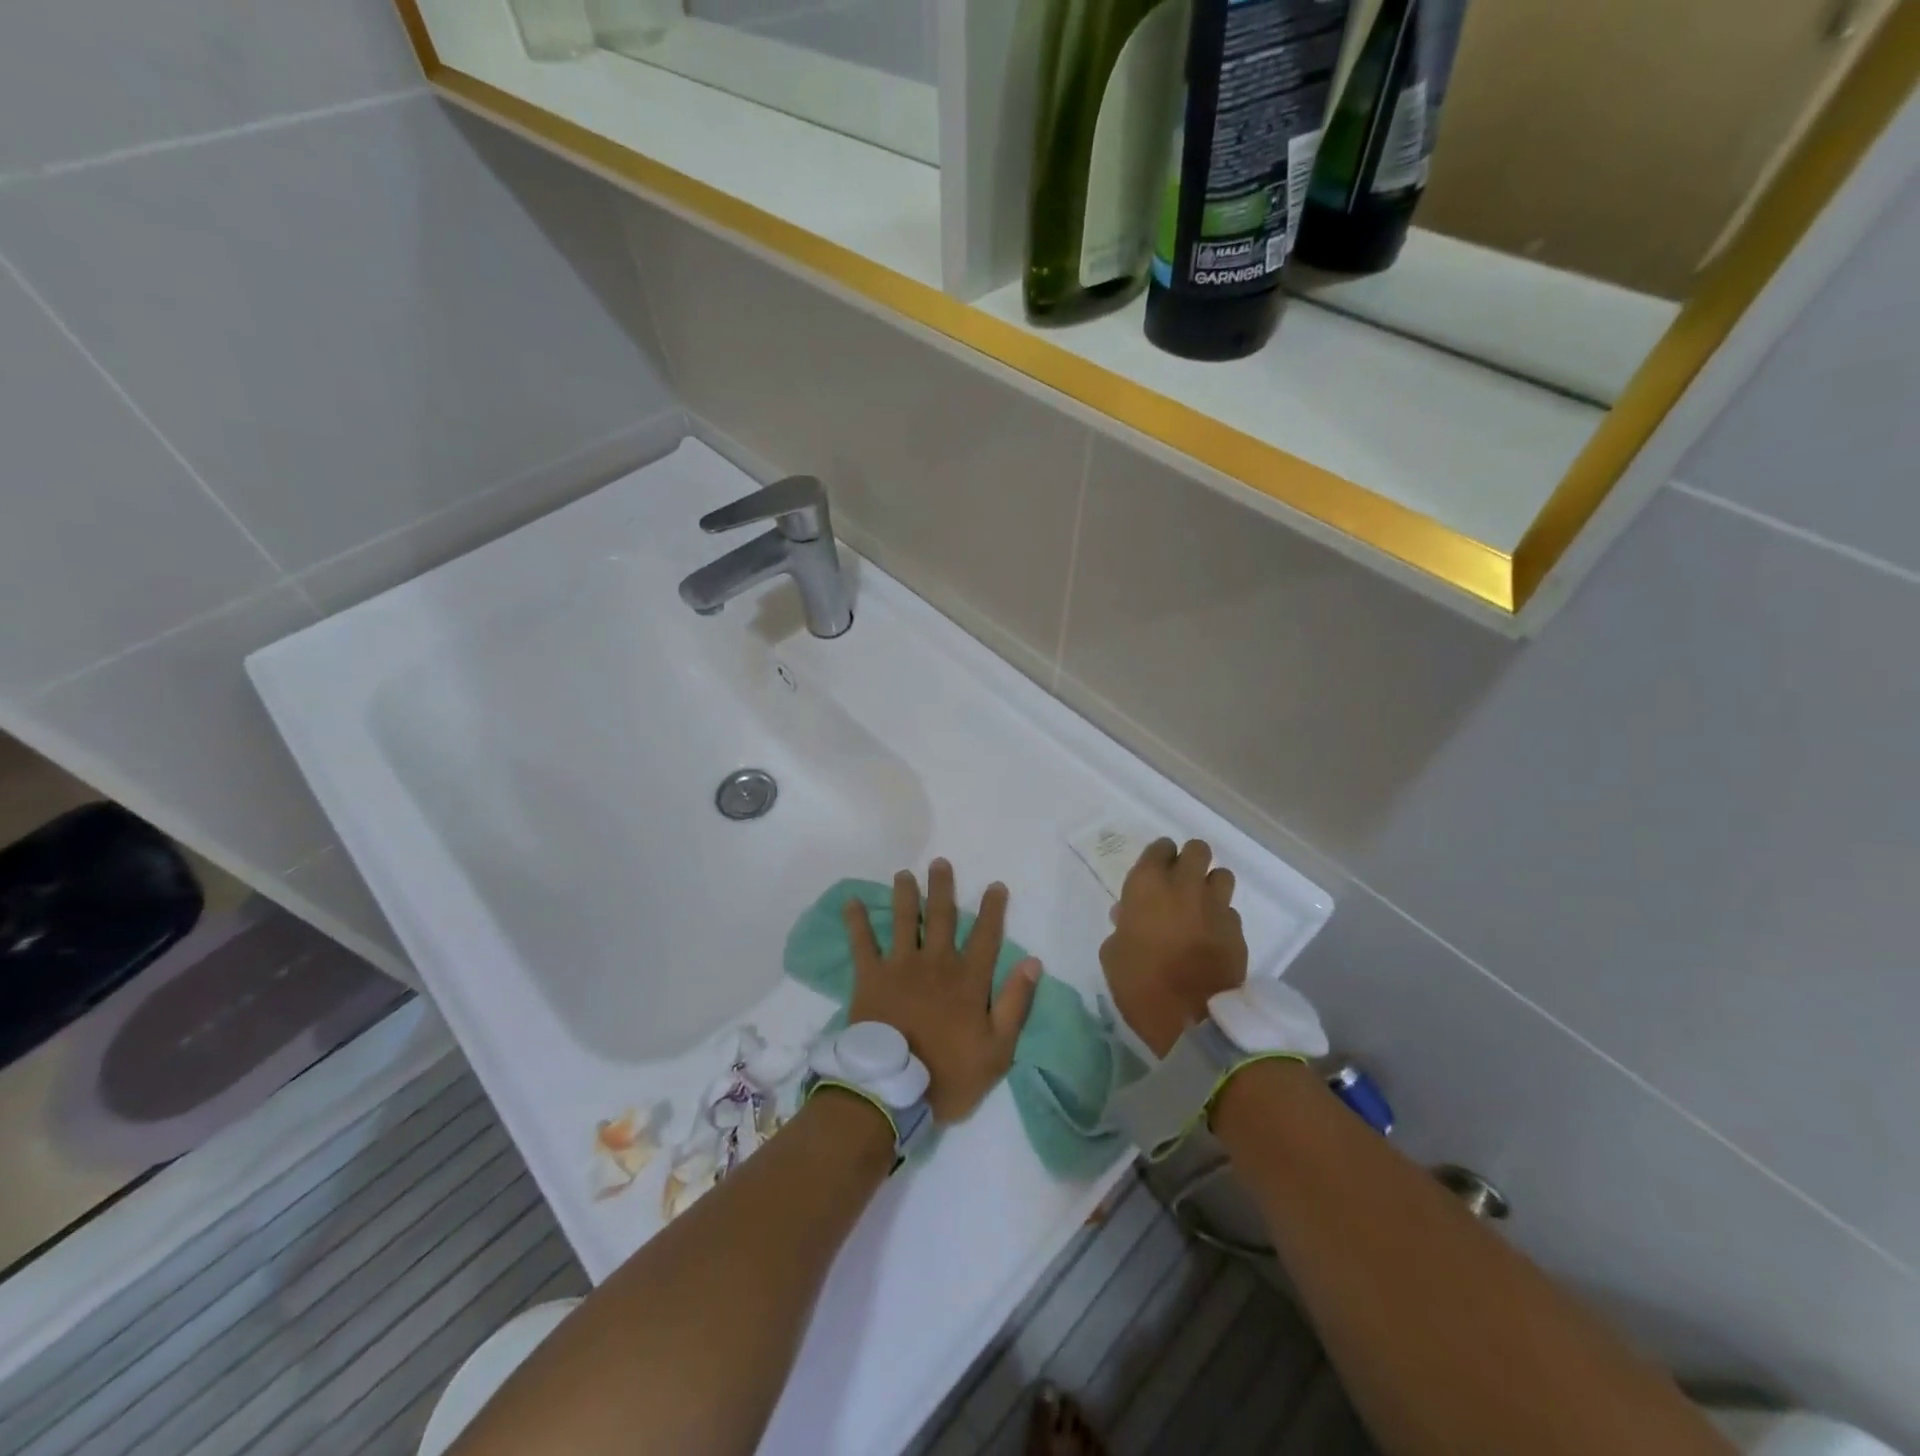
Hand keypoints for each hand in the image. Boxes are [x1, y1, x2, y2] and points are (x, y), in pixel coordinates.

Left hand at [843, 860, 1041, 1123]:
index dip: (992, 910)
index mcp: (968, 979)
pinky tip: (851, 902)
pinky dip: (856, 921)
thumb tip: (1033, 962)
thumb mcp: (998, 1049)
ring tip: (903, 874)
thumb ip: (1015, 1003)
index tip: (995, 885)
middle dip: (942, 888)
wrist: (892, 1090)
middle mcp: (936, 963)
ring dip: (905, 895)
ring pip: (904, 921)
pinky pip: (862, 943)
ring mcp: (900, 966)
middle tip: (939, 862)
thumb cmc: (949, 1074)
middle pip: (941, 917)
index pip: (986, 936)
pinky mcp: (870, 977)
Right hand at [1100, 838, 1247, 1057]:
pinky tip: (1210, 938)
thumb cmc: (1140, 983)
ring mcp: (1216, 907)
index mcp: (1148, 884)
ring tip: (1199, 906)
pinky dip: (1220, 919)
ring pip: (1221, 875)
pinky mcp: (1237, 931)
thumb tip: (1128, 916)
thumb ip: (1121, 927)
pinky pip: (1229, 912)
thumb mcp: (1113, 954)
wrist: (1191, 1019)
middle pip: (1197, 849)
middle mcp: (1185, 885)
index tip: (1153, 874)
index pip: (1159, 848)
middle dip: (1189, 860)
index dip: (1158, 858)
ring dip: (1210, 885)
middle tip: (1178, 882)